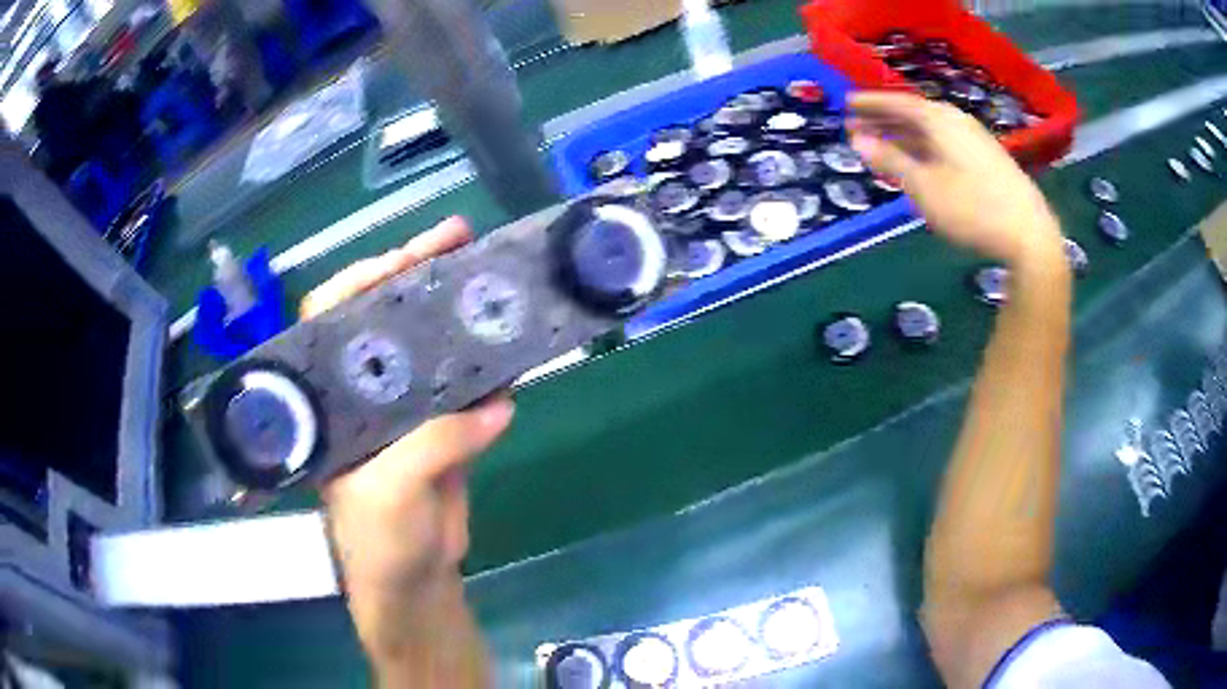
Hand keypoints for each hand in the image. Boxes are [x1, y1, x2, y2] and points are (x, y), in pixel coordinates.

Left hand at [301, 217, 512, 681]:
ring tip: (490, 280)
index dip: (364, 279)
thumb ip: (435, 443)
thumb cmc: (377, 539)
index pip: (332, 317)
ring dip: (457, 315)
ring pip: (429, 345)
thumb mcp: (391, 490)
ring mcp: (404, 407)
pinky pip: (465, 387)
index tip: (406, 256)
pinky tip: (510, 351)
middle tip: (459, 239)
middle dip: (417, 275)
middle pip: (385, 317)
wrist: (414, 581)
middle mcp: (363, 390)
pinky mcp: (441, 428)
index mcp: (332, 397)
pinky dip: (488, 369)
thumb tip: (495, 406)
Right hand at [848, 92, 1064, 268]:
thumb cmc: (973, 209)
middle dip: (885, 119)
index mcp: (940, 120)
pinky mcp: (987, 159)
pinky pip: (945, 143)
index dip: (872, 103)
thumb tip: (859, 141)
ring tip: (882, 143)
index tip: (847, 103)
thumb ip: (892, 161)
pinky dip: (924, 147)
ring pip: (931, 130)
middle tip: (857, 124)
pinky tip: (918, 160)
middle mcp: (957, 122)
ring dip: (904, 135)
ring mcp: (975, 140)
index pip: (898, 103)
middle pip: (915, 113)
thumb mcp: (925, 187)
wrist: (1029, 235)